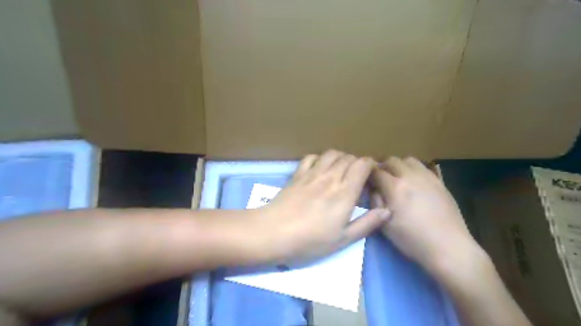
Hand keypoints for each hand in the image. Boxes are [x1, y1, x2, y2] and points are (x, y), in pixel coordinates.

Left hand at [254, 149, 388, 262]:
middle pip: (348, 157)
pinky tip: (319, 168)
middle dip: (357, 162)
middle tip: (357, 175)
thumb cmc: (310, 240)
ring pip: (331, 154)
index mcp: (345, 192)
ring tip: (341, 170)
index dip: (370, 164)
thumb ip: (367, 223)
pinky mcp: (297, 174)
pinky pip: (311, 157)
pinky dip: (319, 158)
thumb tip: (387, 210)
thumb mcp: (343, 239)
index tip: (372, 173)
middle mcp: (330, 177)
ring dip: (340, 157)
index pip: (362, 165)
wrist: (274, 232)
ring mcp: (312, 173)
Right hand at [372, 157, 481, 275]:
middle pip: (391, 160)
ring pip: (408, 160)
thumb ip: (375, 202)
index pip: (375, 171)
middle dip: (382, 167)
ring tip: (398, 178)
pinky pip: (423, 167)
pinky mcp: (439, 181)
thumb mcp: (384, 224)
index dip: (367, 174)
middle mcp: (410, 176)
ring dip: (399, 166)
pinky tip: (414, 183)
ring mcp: (427, 177)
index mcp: (394, 187)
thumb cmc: (411, 239)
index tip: (366, 180)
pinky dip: (413, 170)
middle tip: (380, 178)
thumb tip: (373, 188)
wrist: (448, 247)